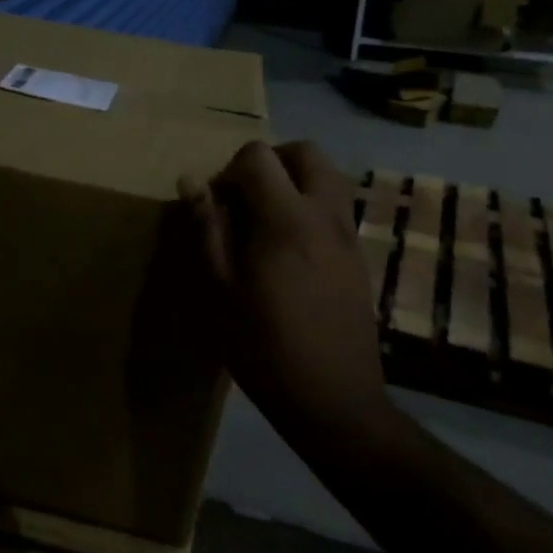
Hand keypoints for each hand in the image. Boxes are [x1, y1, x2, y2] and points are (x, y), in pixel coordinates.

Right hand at [180, 141, 390, 430]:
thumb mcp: (220, 289)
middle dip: (269, 162)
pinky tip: (288, 251)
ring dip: (294, 181)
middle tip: (243, 199)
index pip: (259, 157)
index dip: (229, 171)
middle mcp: (325, 215)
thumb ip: (208, 228)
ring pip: (328, 176)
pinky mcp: (360, 256)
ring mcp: (349, 235)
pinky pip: (336, 207)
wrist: (333, 400)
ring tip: (265, 220)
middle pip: (305, 152)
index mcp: (287, 219)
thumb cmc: (264, 347)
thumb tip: (192, 182)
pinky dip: (310, 206)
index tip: (216, 206)